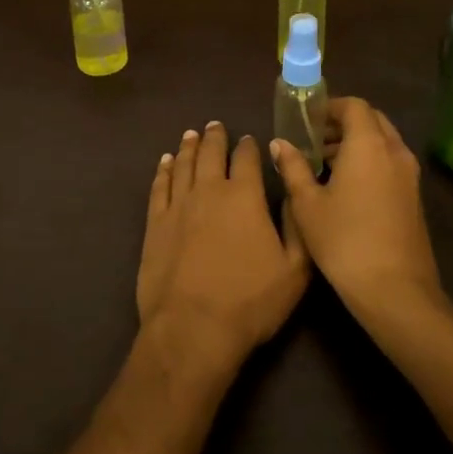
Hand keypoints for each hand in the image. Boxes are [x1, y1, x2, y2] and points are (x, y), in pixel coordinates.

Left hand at [137, 121, 309, 373]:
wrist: (193, 328)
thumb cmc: (250, 301)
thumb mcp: (294, 270)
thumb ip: (297, 226)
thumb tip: (294, 192)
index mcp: (245, 196)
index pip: (247, 159)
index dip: (248, 147)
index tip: (249, 139)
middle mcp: (209, 190)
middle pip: (211, 153)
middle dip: (215, 137)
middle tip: (215, 125)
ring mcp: (178, 204)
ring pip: (183, 164)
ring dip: (188, 147)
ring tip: (191, 135)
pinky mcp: (155, 222)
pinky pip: (159, 186)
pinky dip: (163, 170)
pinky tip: (165, 162)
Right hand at [272, 97, 450, 326]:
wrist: (396, 292)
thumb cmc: (345, 240)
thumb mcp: (307, 204)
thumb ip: (293, 167)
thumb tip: (280, 143)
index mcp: (369, 144)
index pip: (354, 105)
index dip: (330, 107)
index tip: (307, 120)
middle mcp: (394, 152)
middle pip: (372, 120)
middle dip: (343, 123)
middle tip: (314, 140)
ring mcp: (409, 176)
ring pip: (383, 142)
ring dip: (356, 144)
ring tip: (324, 164)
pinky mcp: (414, 198)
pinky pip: (390, 163)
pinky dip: (370, 162)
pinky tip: (345, 188)